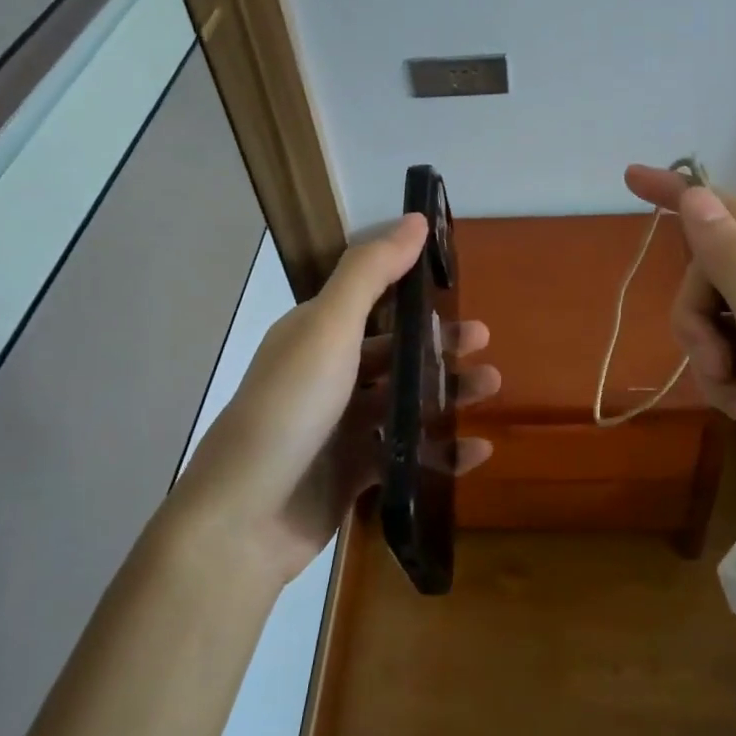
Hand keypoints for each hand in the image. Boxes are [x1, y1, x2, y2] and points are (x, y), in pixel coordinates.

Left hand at [171, 215, 500, 583]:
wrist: (245, 518)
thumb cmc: (291, 409)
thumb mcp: (329, 328)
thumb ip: (371, 272)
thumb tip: (417, 218)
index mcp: (315, 335)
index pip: (371, 303)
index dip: (413, 295)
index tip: (458, 290)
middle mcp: (326, 376)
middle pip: (393, 353)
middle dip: (439, 346)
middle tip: (483, 344)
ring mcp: (339, 428)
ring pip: (404, 402)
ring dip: (447, 394)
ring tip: (490, 388)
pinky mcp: (352, 474)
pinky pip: (406, 454)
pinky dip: (441, 451)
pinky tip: (477, 452)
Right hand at [624, 165, 735, 558]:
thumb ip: (733, 261)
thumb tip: (696, 198)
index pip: (734, 212)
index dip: (680, 195)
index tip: (629, 178)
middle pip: (717, 274)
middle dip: (701, 319)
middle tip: (718, 363)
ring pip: (719, 319)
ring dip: (714, 359)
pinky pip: (734, 354)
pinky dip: (731, 383)